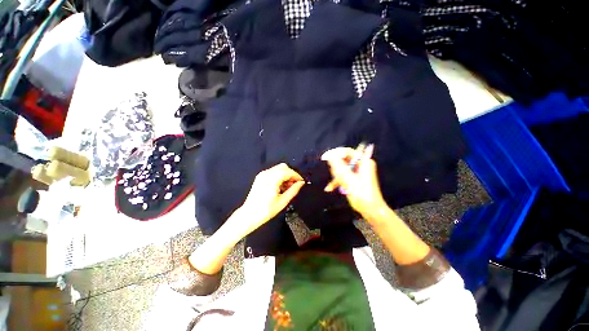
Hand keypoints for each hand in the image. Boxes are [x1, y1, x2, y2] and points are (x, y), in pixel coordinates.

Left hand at [236, 163, 304, 234]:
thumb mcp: (283, 201)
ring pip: (278, 168)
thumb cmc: (266, 210)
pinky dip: (279, 176)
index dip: (297, 176)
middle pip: (283, 167)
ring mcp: (262, 174)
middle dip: (291, 174)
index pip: (288, 172)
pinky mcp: (260, 177)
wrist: (249, 215)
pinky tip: (280, 186)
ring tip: (288, 187)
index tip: (301, 182)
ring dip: (285, 175)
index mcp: (272, 179)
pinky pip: (273, 172)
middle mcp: (266, 174)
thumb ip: (293, 190)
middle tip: (295, 184)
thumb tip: (301, 183)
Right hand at [321, 146, 386, 218]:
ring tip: (332, 184)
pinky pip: (343, 176)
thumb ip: (338, 166)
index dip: (335, 153)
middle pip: (343, 160)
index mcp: (363, 161)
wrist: (370, 209)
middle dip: (336, 168)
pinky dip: (337, 181)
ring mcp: (357, 172)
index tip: (324, 157)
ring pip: (342, 169)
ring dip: (335, 176)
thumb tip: (329, 155)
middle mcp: (361, 164)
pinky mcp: (354, 179)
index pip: (347, 152)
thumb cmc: (361, 193)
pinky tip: (329, 188)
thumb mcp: (347, 178)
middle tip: (332, 174)